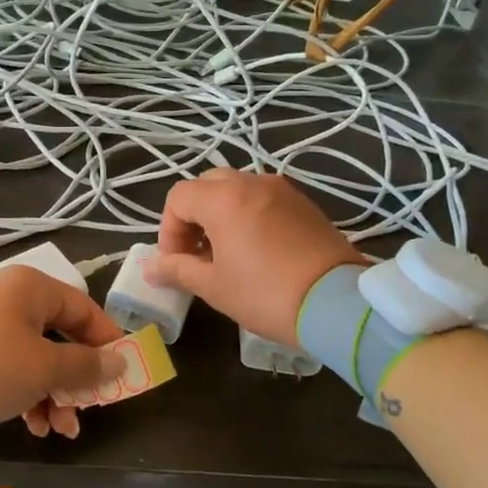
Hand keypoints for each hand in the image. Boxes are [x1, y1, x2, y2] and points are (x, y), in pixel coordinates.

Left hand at [0, 267, 124, 442]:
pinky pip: (12, 371)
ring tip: (61, 429)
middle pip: (60, 337)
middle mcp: (10, 300)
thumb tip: (119, 362)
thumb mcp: (44, 367)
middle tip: (90, 407)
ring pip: (37, 359)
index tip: (124, 372)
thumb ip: (86, 366)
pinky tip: (35, 426)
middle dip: (77, 379)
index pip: (84, 308)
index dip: (107, 340)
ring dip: (54, 394)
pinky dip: (27, 395)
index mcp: (30, 288)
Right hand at [144, 171, 365, 346]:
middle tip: (197, 253)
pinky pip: (263, 199)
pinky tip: (256, 250)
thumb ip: (178, 270)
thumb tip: (150, 269)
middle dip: (193, 217)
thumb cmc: (265, 294)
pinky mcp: (304, 203)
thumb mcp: (214, 287)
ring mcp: (282, 190)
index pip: (178, 198)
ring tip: (227, 253)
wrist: (337, 304)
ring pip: (237, 189)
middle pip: (207, 186)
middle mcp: (251, 183)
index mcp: (223, 199)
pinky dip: (249, 215)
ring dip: (221, 214)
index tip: (176, 262)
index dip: (169, 230)